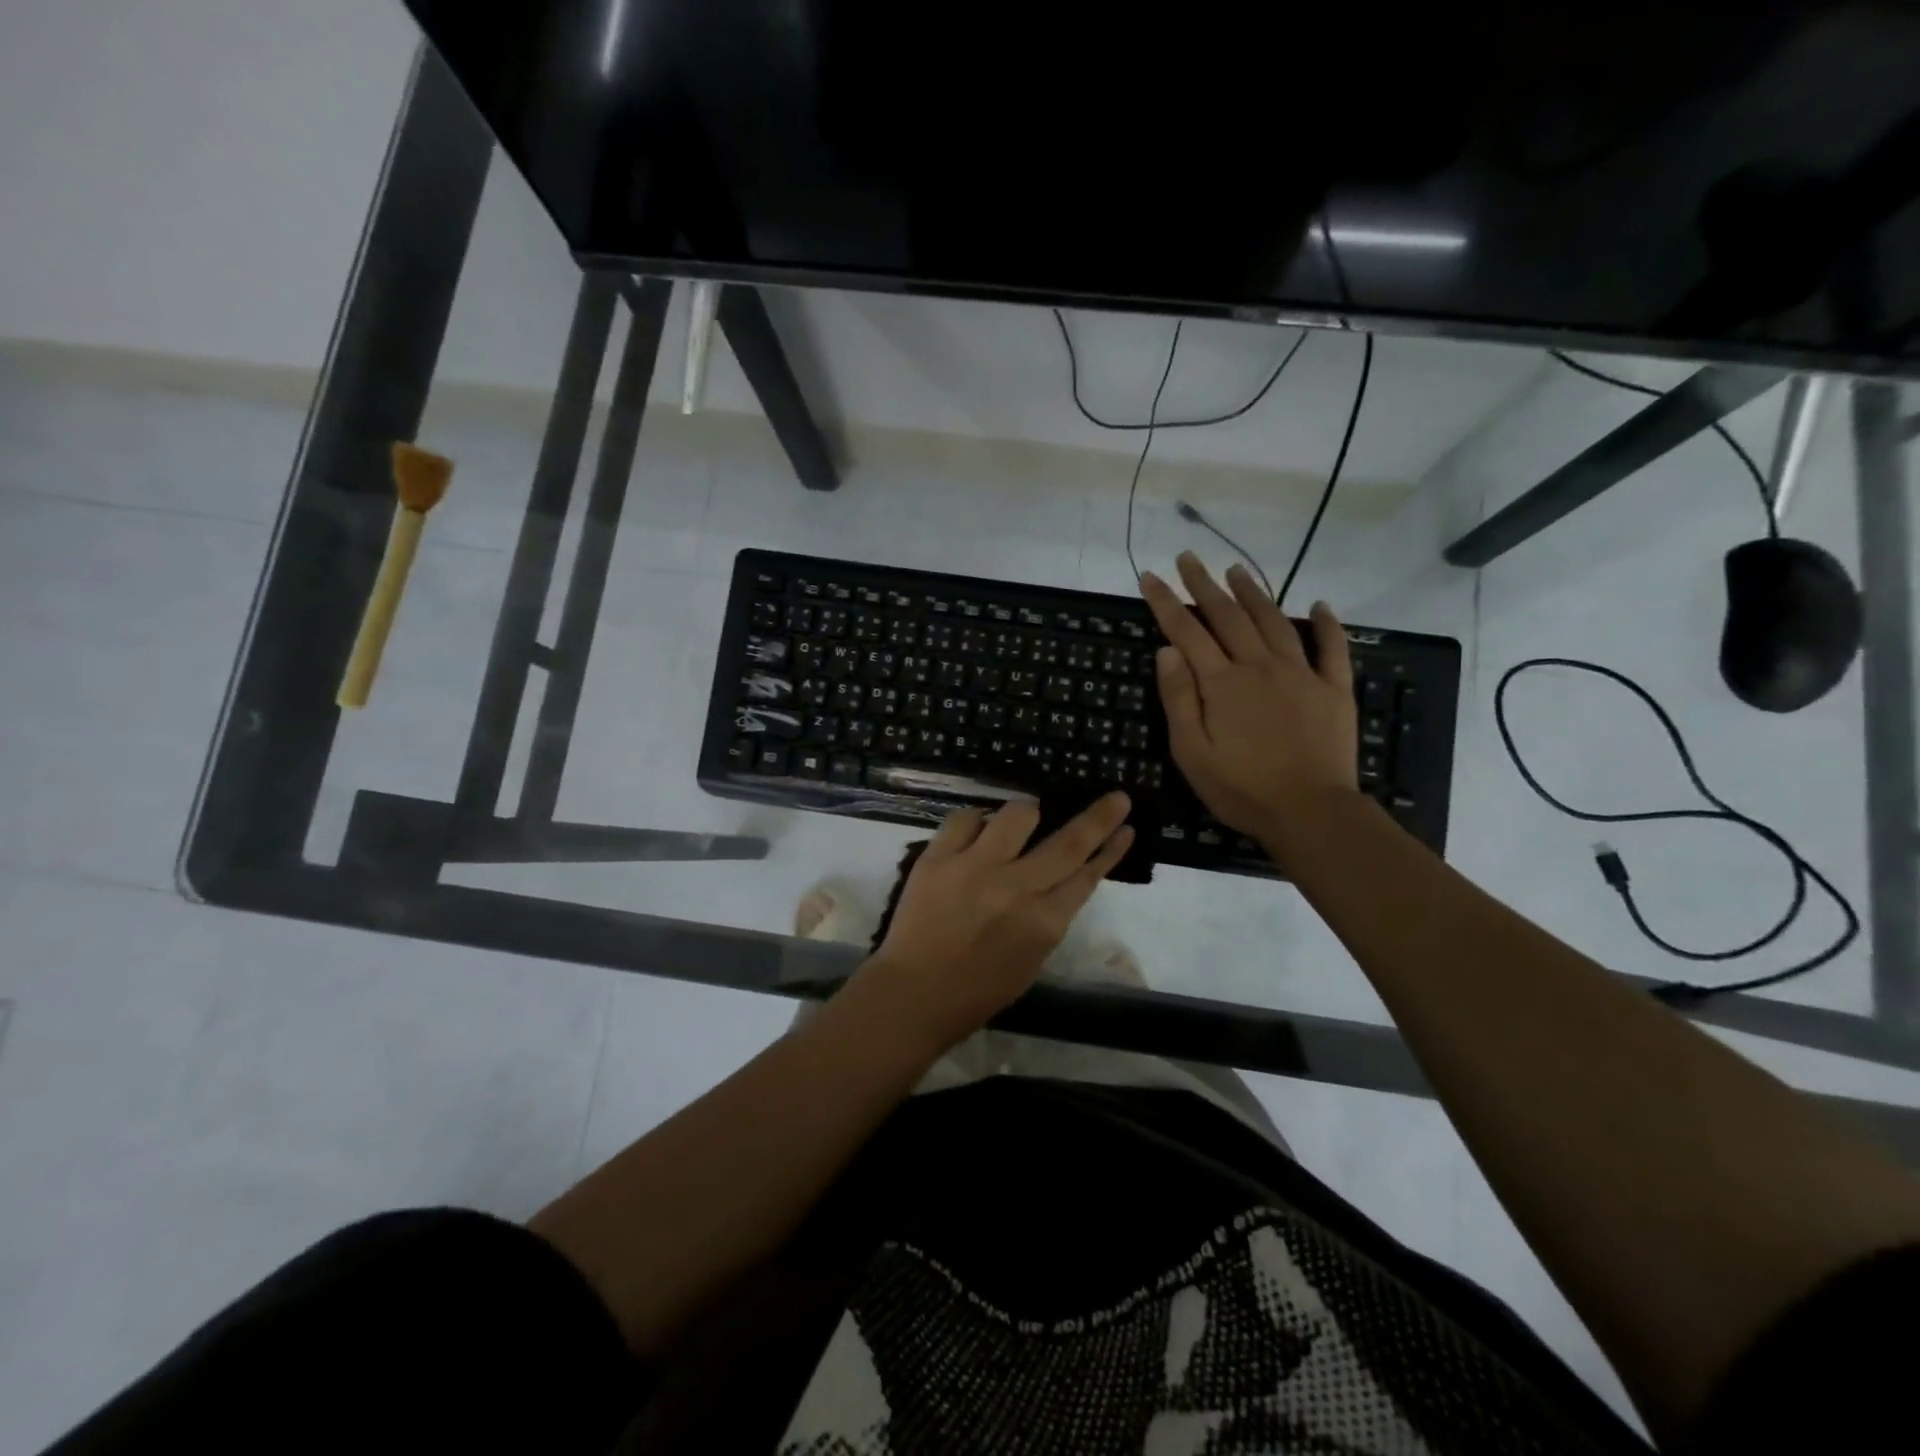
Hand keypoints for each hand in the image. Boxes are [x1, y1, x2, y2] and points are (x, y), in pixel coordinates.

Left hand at [863, 792, 1133, 1047]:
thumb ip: (1049, 916)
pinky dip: (976, 821)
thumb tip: (1059, 877)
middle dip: (1099, 816)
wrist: (914, 994)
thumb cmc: (978, 989)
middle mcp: (1016, 889)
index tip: (1126, 826)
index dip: (1110, 848)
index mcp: (1044, 923)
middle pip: (1068, 842)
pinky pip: (965, 818)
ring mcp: (976, 868)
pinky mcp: (939, 858)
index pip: (1088, 875)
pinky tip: (976, 833)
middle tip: (1116, 797)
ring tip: (1022, 822)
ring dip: (1027, 814)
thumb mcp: (1032, 959)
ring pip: (1018, 815)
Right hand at [1140, 553, 1358, 844]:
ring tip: (1237, 570)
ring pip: (1274, 622)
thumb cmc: (1241, 789)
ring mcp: (1301, 674)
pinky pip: (1332, 648)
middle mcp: (1259, 667)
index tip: (1150, 577)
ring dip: (1253, 593)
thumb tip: (1168, 650)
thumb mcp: (1191, 752)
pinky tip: (1320, 605)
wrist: (1310, 812)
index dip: (1165, 603)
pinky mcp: (1334, 689)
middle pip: (1228, 616)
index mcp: (1221, 683)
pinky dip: (1327, 624)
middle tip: (1189, 558)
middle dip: (1204, 585)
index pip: (1186, 632)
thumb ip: (1178, 699)